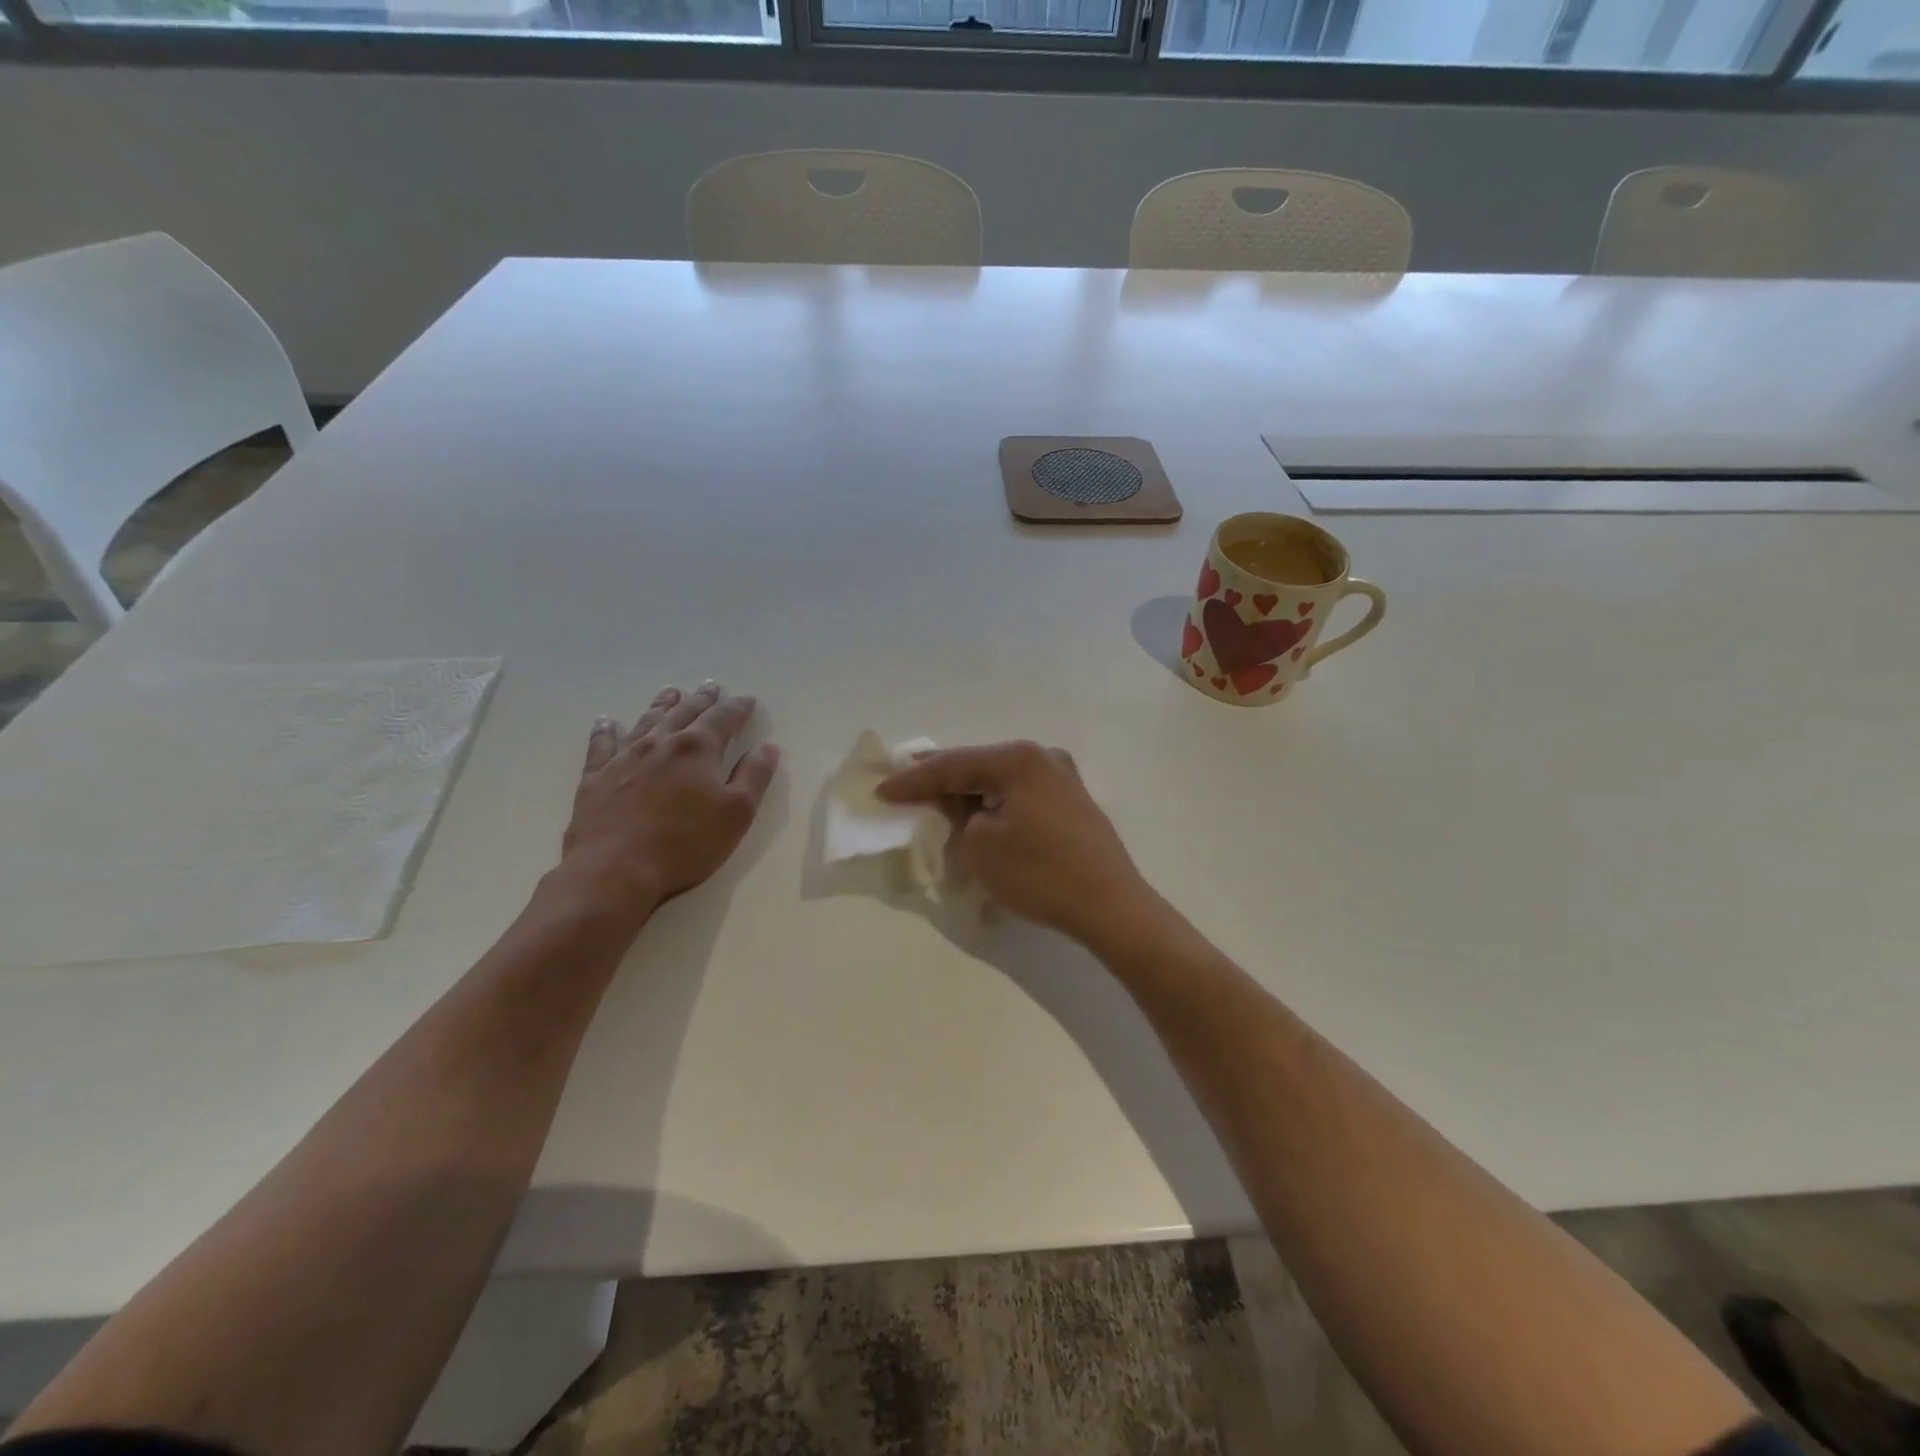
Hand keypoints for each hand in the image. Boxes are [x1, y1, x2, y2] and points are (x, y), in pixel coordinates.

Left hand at [554, 682, 779, 925]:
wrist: (615, 870)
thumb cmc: (686, 843)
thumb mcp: (737, 813)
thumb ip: (754, 776)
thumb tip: (767, 747)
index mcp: (698, 749)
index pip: (723, 718)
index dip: (737, 708)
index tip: (747, 699)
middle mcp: (661, 743)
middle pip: (685, 713)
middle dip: (702, 700)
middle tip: (711, 687)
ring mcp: (624, 758)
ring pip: (647, 722)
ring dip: (662, 705)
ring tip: (671, 692)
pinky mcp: (596, 778)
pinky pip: (602, 745)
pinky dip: (606, 731)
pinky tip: (606, 722)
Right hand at [879, 741, 1150, 947]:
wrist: (1111, 906)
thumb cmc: (1040, 873)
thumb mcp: (981, 845)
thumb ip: (958, 817)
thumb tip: (963, 808)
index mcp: (1018, 759)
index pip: (953, 765)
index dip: (914, 780)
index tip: (882, 790)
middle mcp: (1043, 758)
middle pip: (979, 765)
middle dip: (942, 778)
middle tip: (906, 782)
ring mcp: (1063, 779)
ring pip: (1001, 780)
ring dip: (970, 792)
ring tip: (937, 797)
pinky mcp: (1073, 803)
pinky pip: (1021, 794)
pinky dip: (996, 803)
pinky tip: (979, 813)